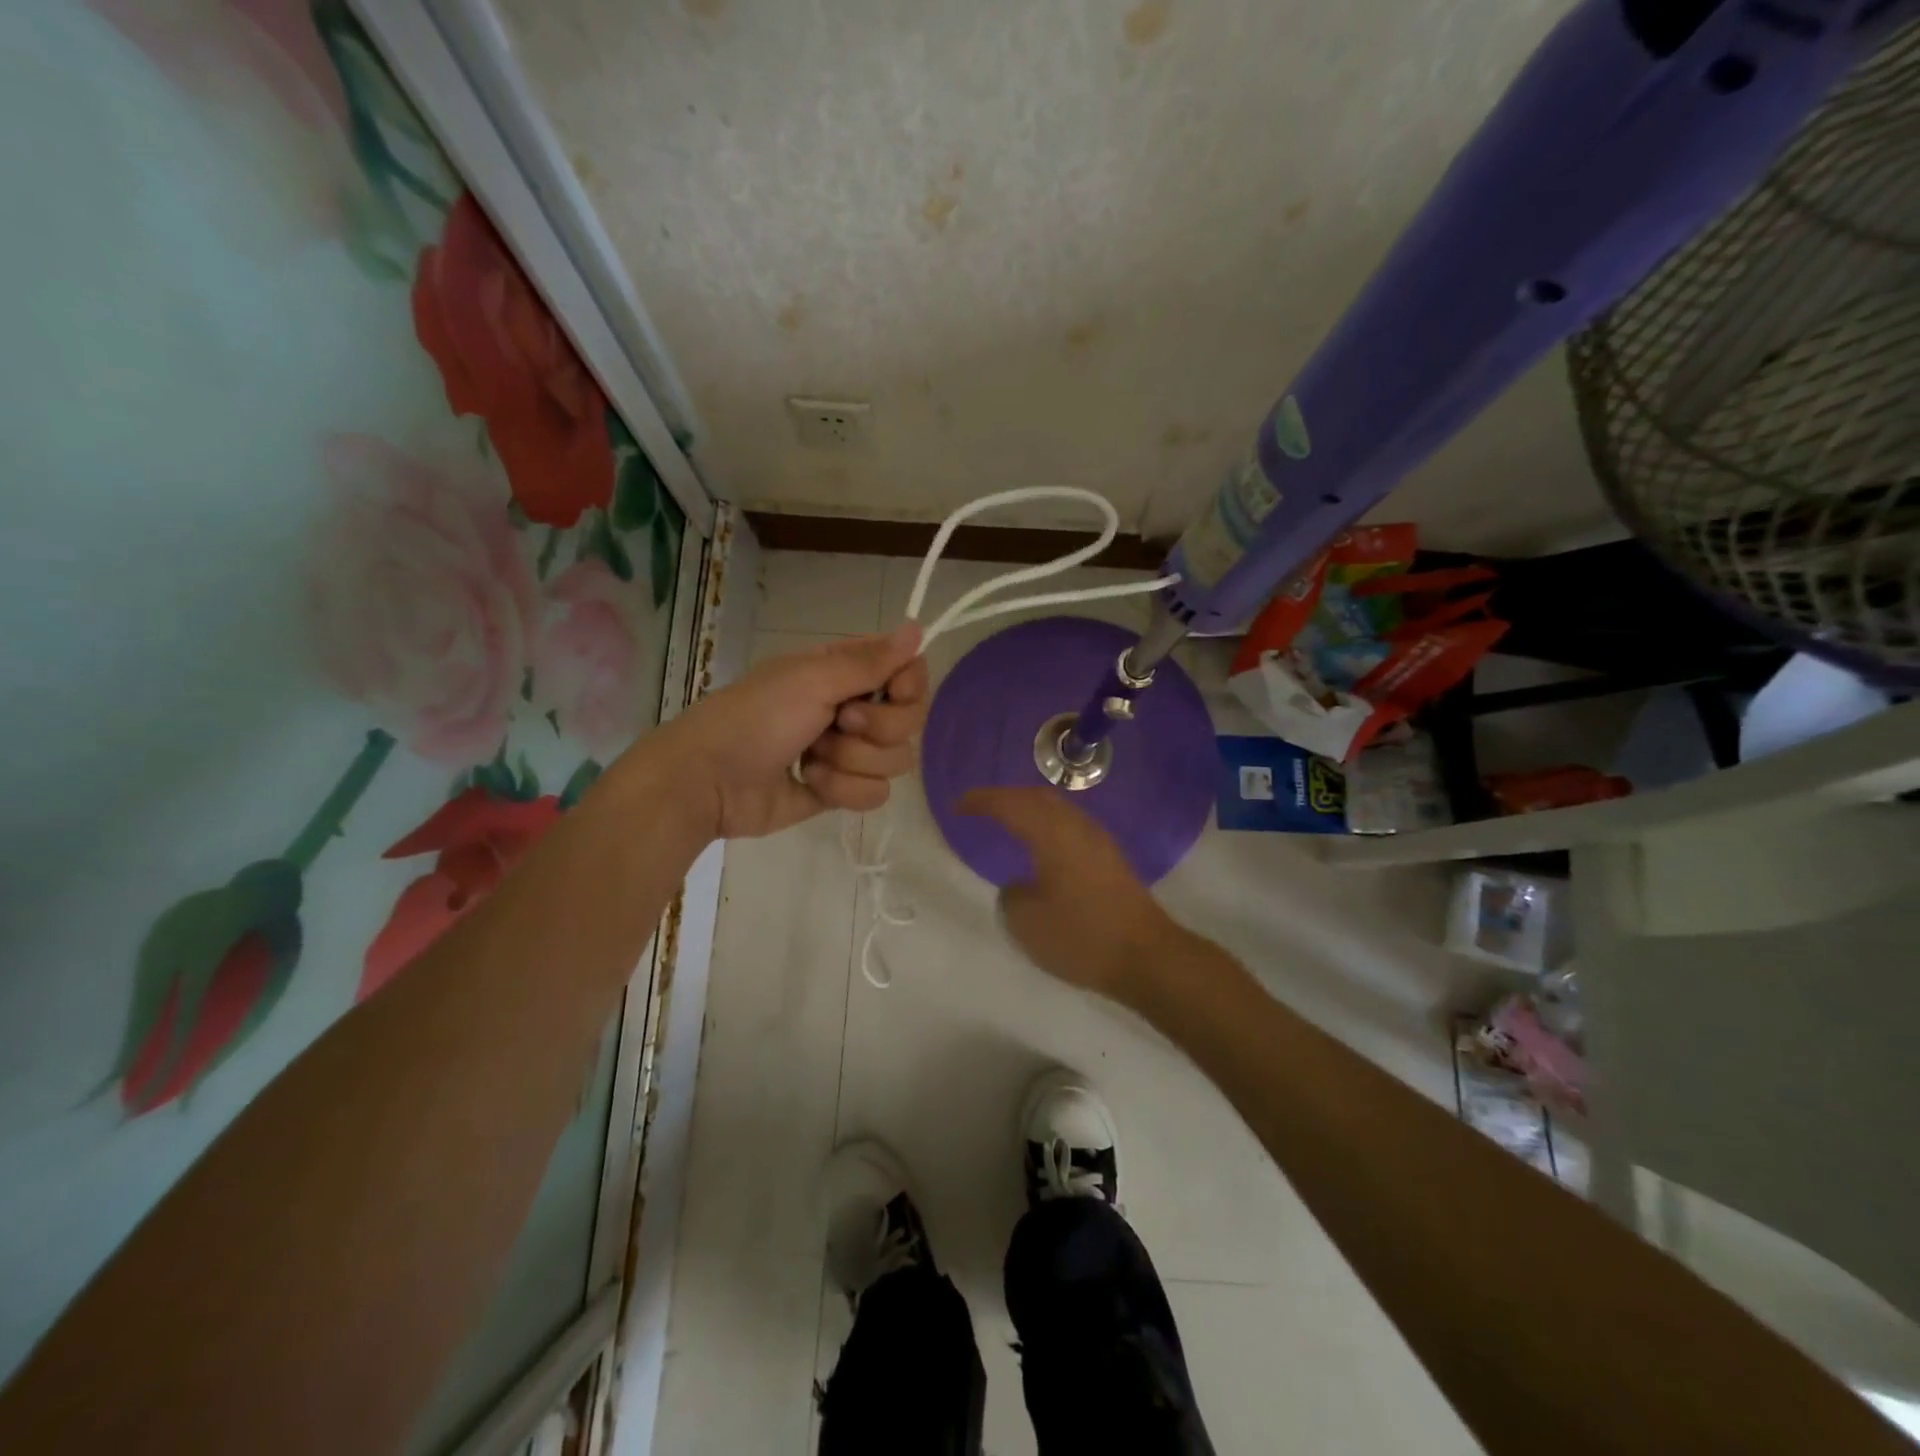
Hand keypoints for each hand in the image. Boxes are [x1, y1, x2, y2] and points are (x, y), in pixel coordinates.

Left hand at [668, 624, 930, 838]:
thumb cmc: (757, 718)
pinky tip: (808, 782)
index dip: (909, 685)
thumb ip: (871, 661)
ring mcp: (849, 753)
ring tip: (811, 757)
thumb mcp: (812, 679)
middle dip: (876, 728)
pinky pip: (874, 794)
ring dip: (851, 761)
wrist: (708, 780)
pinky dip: (841, 789)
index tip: (893, 691)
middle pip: (909, 721)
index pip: (908, 673)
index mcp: (845, 672)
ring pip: (894, 762)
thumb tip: (918, 628)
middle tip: (837, 723)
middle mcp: (853, 708)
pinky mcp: (841, 791)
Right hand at [959, 786, 1179, 1002]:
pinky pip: (1070, 826)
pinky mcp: (1110, 858)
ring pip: (1058, 809)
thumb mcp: (1027, 923)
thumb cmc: (1081, 937)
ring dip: (1030, 809)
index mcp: (1052, 834)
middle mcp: (1076, 827)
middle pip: (1037, 797)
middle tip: (981, 809)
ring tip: (1007, 823)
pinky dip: (1047, 825)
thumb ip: (1011, 896)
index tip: (958, 806)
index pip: (1010, 804)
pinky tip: (1040, 846)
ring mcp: (1098, 841)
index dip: (981, 801)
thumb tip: (1018, 886)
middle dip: (1006, 797)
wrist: (1145, 956)